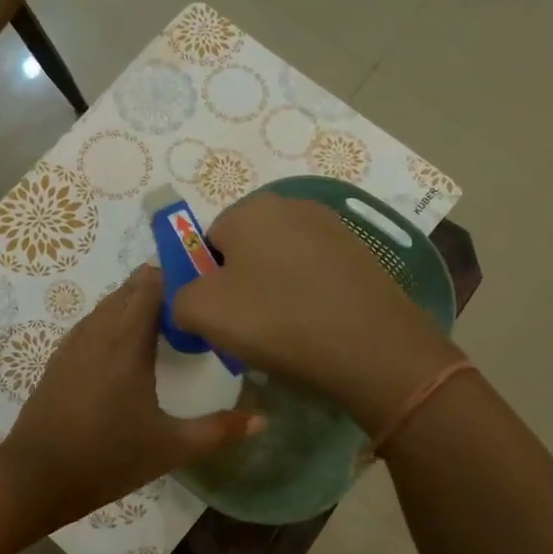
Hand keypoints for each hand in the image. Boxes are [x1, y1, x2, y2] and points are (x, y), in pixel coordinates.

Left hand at [0, 267, 263, 530]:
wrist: (36, 476)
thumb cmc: (108, 458)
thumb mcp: (170, 447)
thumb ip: (218, 430)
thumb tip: (264, 420)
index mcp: (127, 341)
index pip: (152, 285)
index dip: (178, 276)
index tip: (206, 285)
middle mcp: (99, 330)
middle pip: (130, 289)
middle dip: (161, 286)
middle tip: (195, 302)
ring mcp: (74, 342)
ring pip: (109, 303)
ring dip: (136, 301)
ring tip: (168, 318)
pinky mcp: (60, 356)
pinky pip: (93, 321)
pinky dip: (115, 317)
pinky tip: (129, 341)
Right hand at [170, 193, 459, 432]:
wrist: (374, 348)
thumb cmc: (278, 320)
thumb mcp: (203, 312)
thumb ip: (178, 298)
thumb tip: (190, 301)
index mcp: (251, 208)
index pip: (207, 243)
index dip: (206, 282)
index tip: (220, 317)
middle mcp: (292, 205)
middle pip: (245, 249)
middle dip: (240, 285)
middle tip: (249, 327)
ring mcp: (333, 227)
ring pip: (281, 262)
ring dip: (274, 291)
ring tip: (286, 332)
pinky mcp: (361, 254)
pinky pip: (315, 274)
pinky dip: (308, 296)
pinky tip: (316, 327)